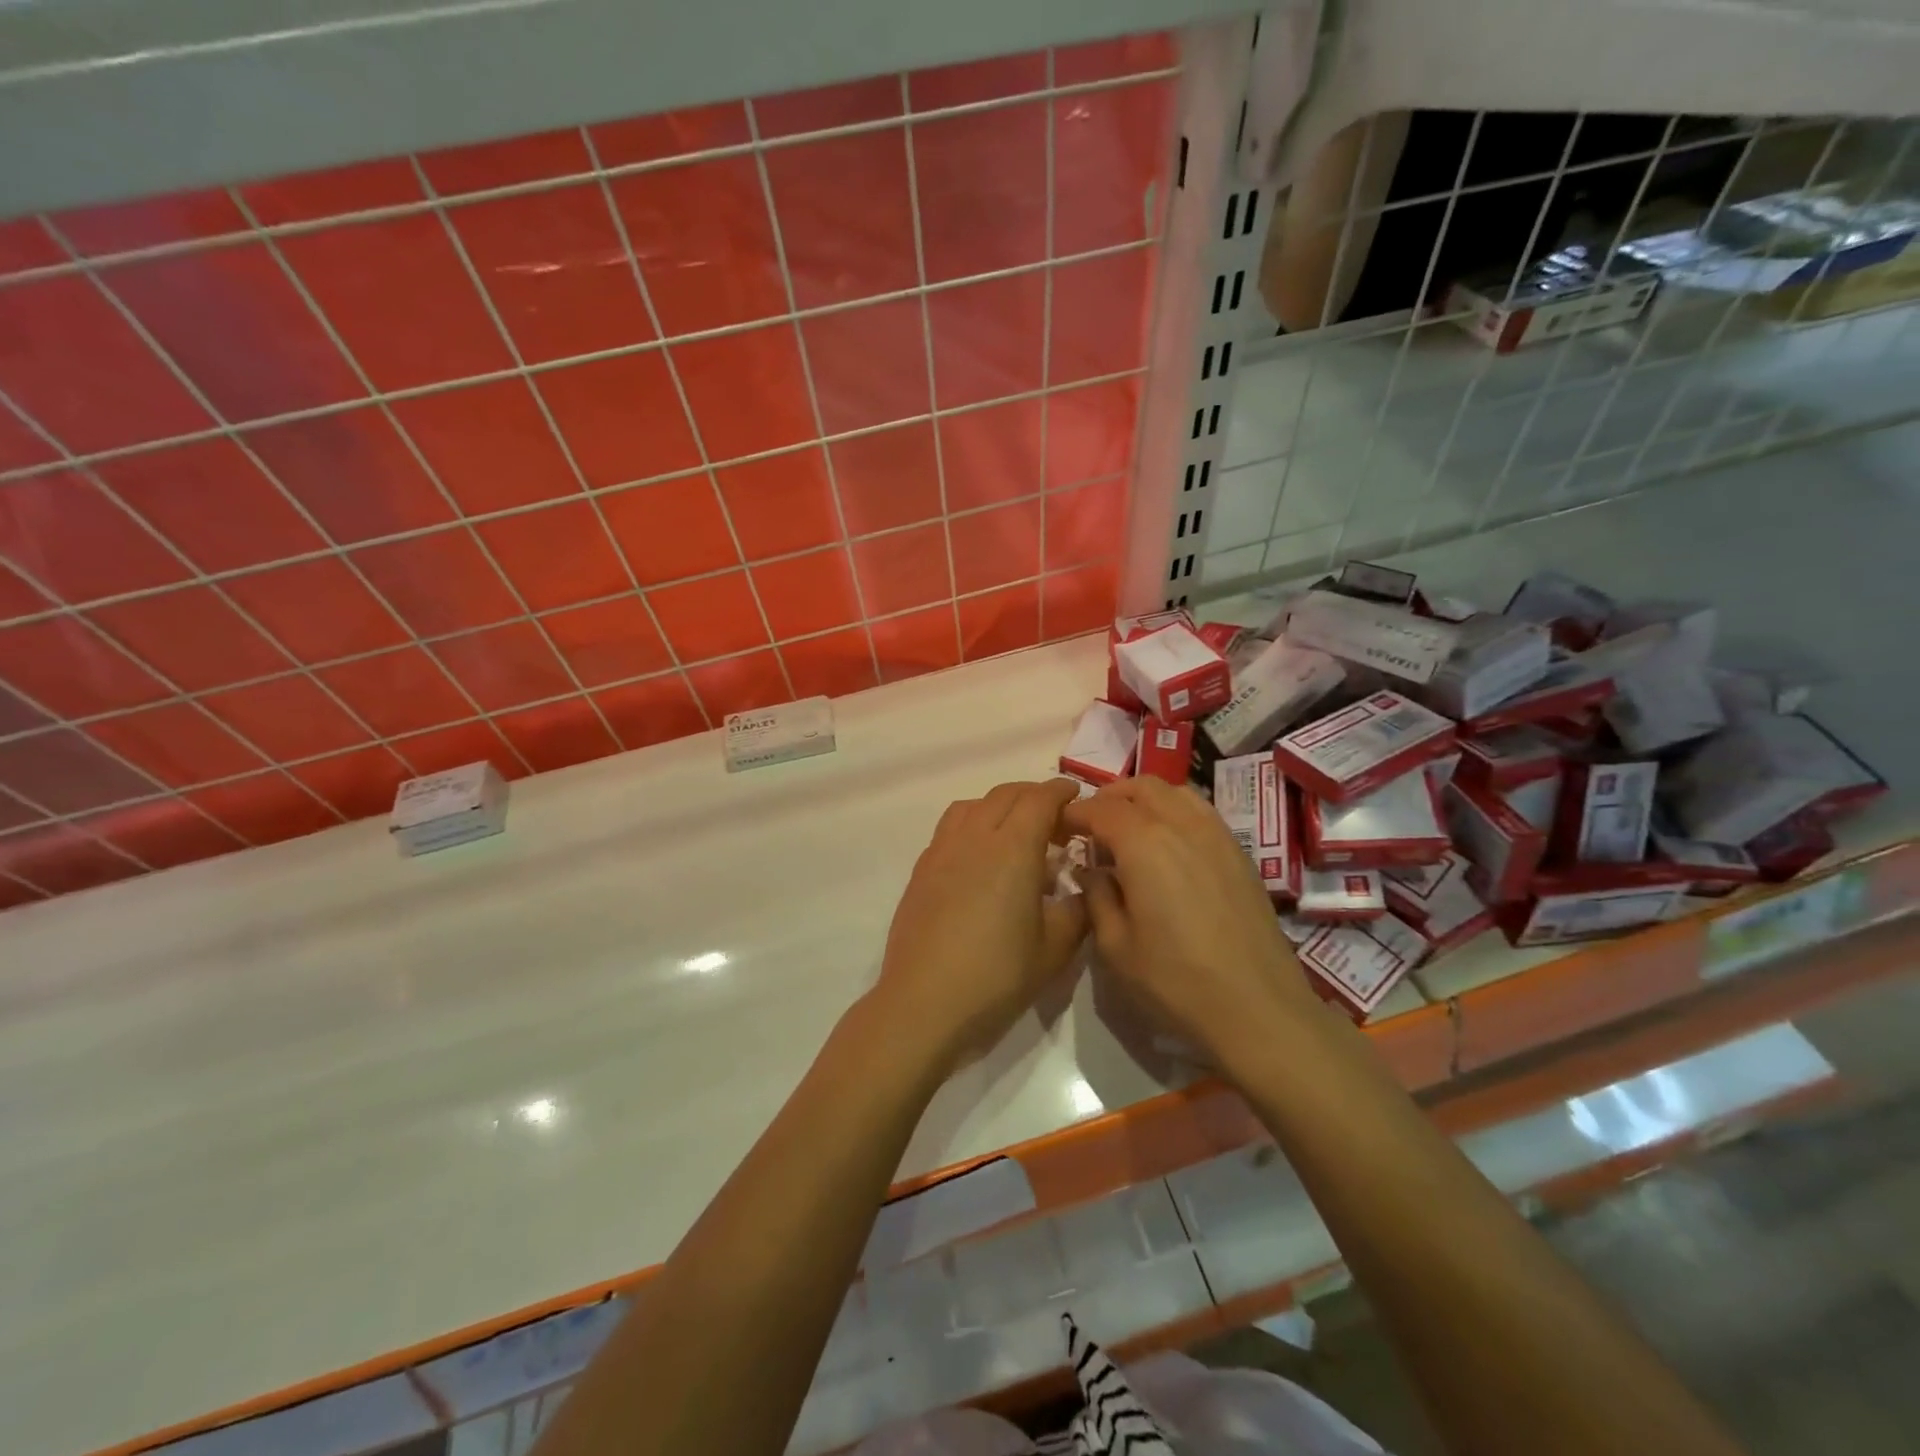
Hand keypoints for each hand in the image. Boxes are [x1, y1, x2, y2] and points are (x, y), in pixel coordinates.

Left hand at [869, 780, 1087, 1075]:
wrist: (924, 1003)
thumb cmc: (996, 976)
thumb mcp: (1055, 950)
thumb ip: (1077, 911)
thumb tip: (1084, 889)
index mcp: (1013, 849)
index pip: (1039, 800)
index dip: (1060, 791)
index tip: (1076, 795)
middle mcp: (975, 837)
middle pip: (1005, 795)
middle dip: (1033, 796)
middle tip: (1054, 819)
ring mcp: (942, 850)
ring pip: (973, 805)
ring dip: (999, 806)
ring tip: (1015, 832)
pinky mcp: (921, 869)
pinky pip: (951, 827)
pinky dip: (973, 824)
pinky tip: (981, 858)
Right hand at [1063, 776, 1323, 1078]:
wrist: (1260, 1009)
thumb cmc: (1176, 981)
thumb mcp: (1115, 946)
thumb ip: (1096, 896)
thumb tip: (1091, 870)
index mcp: (1144, 843)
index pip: (1100, 808)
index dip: (1074, 814)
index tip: (1058, 829)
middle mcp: (1182, 825)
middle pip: (1140, 787)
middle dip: (1109, 798)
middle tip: (1090, 827)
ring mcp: (1217, 835)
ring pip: (1174, 793)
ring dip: (1144, 800)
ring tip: (1128, 831)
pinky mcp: (1240, 853)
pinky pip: (1200, 812)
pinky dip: (1174, 813)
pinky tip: (1166, 847)